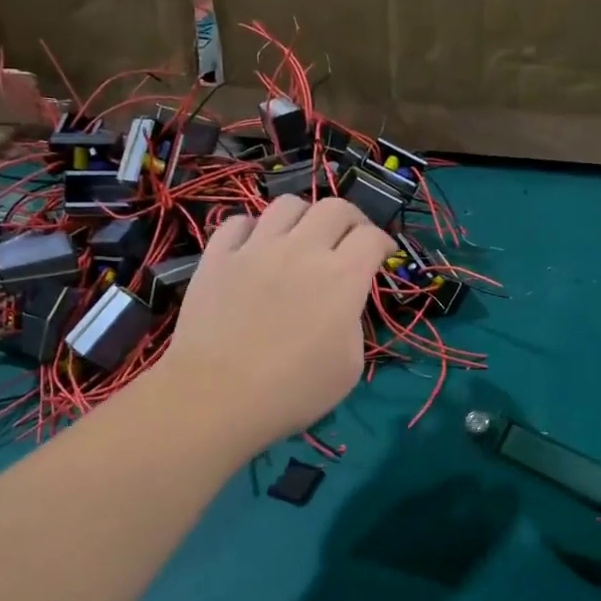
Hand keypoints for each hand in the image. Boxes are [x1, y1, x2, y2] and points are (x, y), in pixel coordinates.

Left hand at [162, 195, 394, 452]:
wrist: (217, 396)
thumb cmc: (293, 391)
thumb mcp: (349, 367)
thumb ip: (353, 324)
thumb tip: (343, 306)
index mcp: (342, 277)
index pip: (372, 237)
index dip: (383, 243)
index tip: (382, 255)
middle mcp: (302, 250)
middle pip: (335, 207)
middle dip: (352, 220)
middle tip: (350, 240)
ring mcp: (256, 248)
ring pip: (287, 204)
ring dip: (304, 216)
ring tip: (302, 238)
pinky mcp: (218, 256)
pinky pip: (239, 222)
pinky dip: (254, 229)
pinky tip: (256, 248)